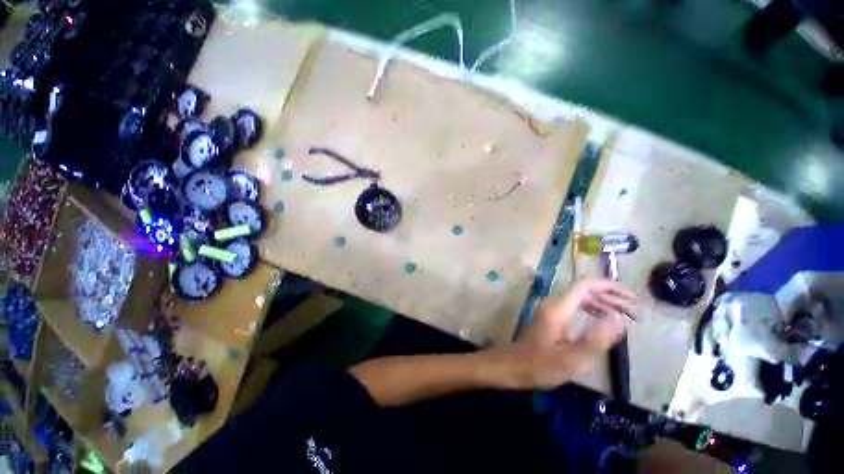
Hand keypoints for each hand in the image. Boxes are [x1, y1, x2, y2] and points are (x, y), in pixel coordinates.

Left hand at [482, 278, 637, 389]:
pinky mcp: (552, 316)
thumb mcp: (573, 359)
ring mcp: (552, 309)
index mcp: (558, 308)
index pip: (585, 285)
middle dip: (612, 297)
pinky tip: (604, 320)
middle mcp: (554, 303)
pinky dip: (593, 309)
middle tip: (636, 313)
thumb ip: (596, 338)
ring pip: (581, 297)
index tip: (632, 298)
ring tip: (627, 317)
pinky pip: (576, 306)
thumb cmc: (543, 365)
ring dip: (604, 303)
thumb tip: (618, 317)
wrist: (516, 366)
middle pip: (585, 290)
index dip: (610, 287)